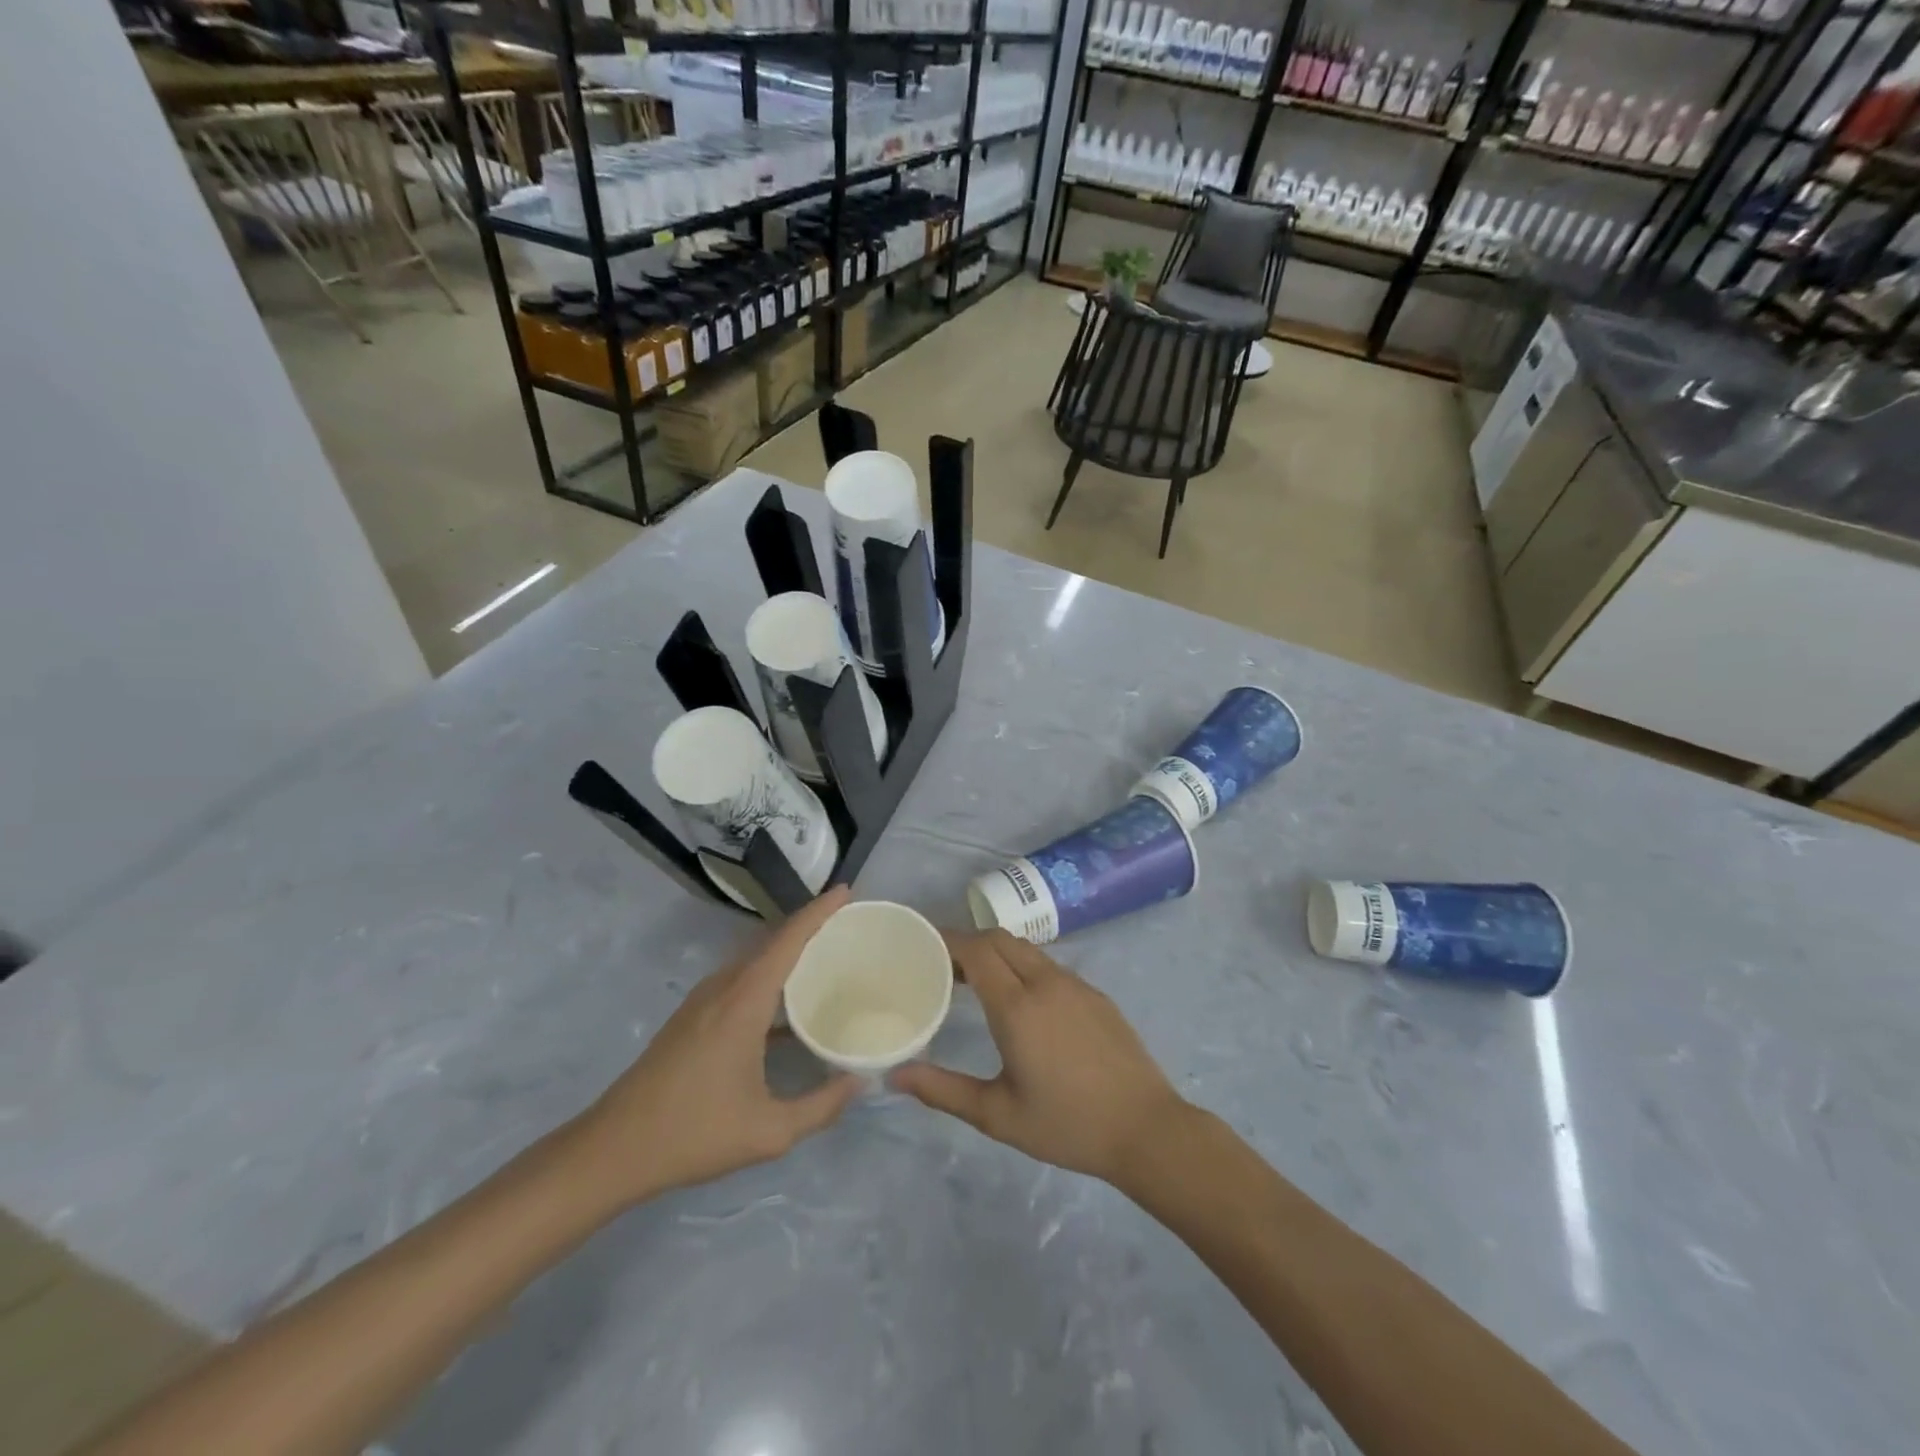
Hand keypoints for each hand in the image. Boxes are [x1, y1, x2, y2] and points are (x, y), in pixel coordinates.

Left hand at [572, 887, 861, 1207]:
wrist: (613, 1149)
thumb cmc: (694, 1133)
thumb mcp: (769, 1131)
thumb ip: (822, 1106)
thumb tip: (860, 1082)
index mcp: (744, 1001)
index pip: (788, 939)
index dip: (819, 911)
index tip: (846, 890)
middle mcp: (723, 988)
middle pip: (772, 942)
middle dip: (810, 927)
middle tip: (850, 928)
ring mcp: (703, 1000)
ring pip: (754, 960)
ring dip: (788, 952)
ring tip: (826, 959)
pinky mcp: (692, 1016)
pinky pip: (741, 980)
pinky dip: (770, 977)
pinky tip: (787, 1006)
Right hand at [889, 930, 1190, 1185]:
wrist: (1146, 1129)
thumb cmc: (1067, 1125)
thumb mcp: (998, 1115)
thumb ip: (943, 1091)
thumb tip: (895, 1076)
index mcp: (1018, 1006)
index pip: (976, 950)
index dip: (947, 942)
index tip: (923, 950)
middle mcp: (1045, 982)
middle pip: (999, 938)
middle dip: (968, 942)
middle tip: (944, 968)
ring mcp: (1075, 984)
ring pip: (1026, 949)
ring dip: (997, 952)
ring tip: (975, 981)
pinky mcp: (1095, 994)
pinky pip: (1049, 965)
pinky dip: (1023, 966)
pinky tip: (1021, 1002)